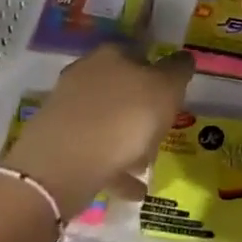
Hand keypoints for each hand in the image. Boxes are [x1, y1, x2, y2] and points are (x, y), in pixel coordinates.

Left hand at [1, 44, 192, 214]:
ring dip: (127, 139)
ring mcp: (68, 108)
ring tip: (147, 165)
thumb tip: (183, 57)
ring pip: (107, 120)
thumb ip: (177, 71)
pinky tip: (133, 189)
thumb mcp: (165, 90)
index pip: (140, 52)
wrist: (62, 165)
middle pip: (121, 87)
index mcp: (112, 54)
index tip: (172, 94)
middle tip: (161, 130)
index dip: (158, 71)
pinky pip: (95, 151)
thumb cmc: (123, 118)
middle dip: (141, 108)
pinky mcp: (58, 141)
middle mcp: (86, 73)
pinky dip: (115, 167)